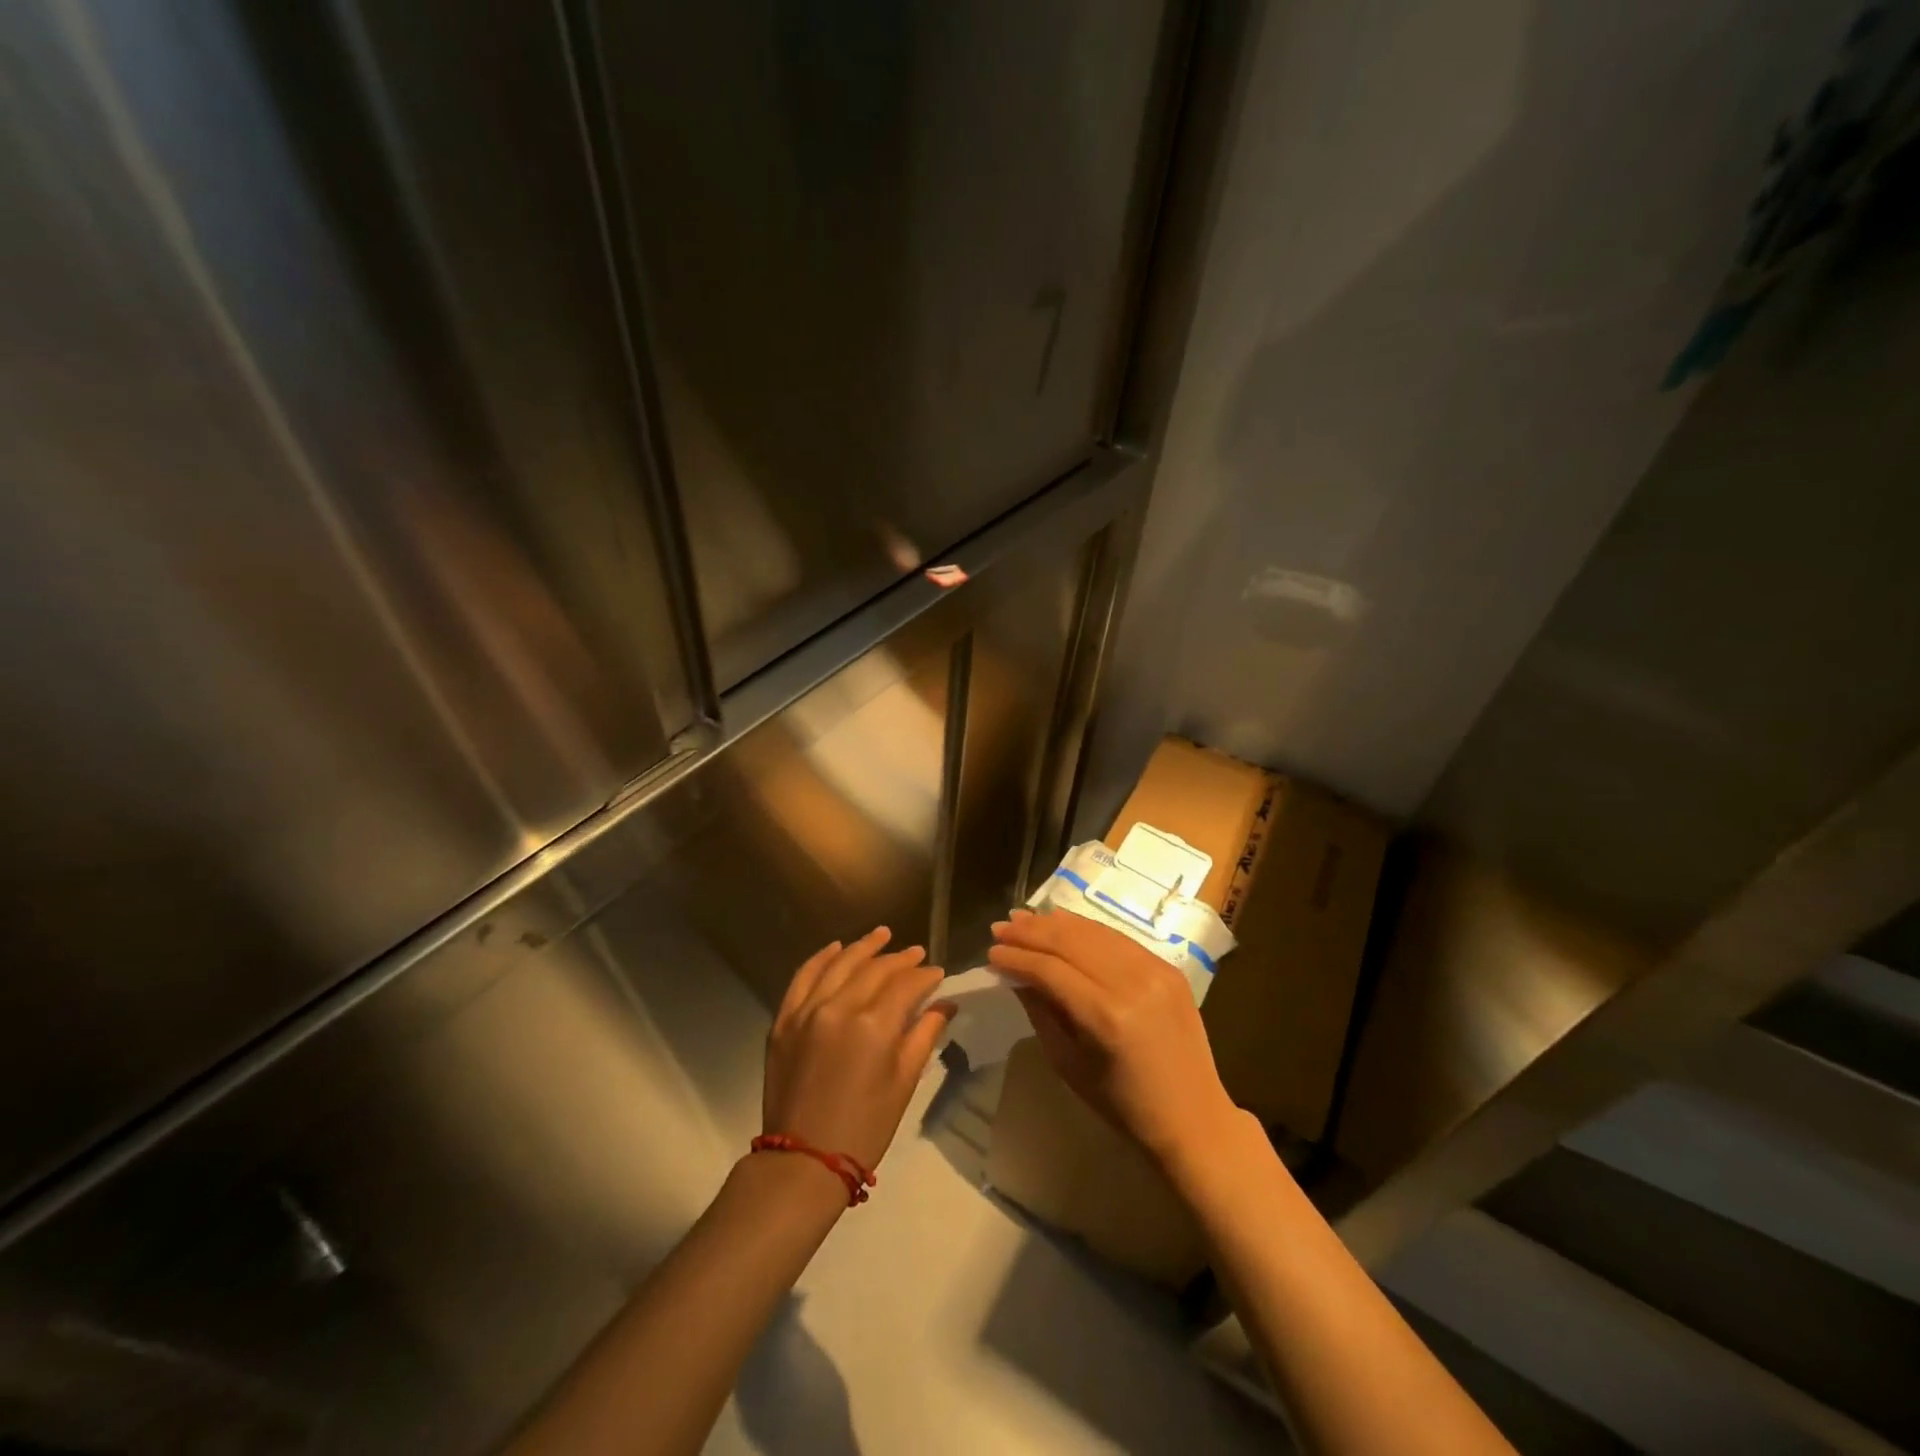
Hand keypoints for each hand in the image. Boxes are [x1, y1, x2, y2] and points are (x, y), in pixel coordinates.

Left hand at [764, 927, 951, 1172]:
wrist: (804, 1161)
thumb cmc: (865, 1127)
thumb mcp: (904, 1082)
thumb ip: (924, 1035)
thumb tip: (944, 1004)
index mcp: (874, 1026)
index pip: (906, 985)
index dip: (925, 976)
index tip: (937, 973)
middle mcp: (839, 1007)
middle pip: (875, 969)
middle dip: (900, 959)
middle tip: (916, 952)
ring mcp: (807, 1010)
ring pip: (840, 964)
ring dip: (863, 947)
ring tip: (883, 934)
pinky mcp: (784, 1019)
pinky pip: (804, 977)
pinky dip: (821, 958)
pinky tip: (836, 947)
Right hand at [988, 908, 1240, 1167]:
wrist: (1193, 1117)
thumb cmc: (1123, 1104)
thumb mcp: (1068, 1063)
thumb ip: (1040, 1011)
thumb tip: (1014, 974)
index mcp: (1106, 1017)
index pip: (1050, 970)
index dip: (1017, 957)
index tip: (991, 952)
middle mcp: (1132, 983)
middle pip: (1070, 942)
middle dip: (1030, 931)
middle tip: (1001, 926)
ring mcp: (1154, 970)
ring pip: (1093, 932)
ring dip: (1055, 923)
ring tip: (1024, 918)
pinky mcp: (1168, 967)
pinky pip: (1117, 938)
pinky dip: (1086, 929)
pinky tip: (1062, 923)